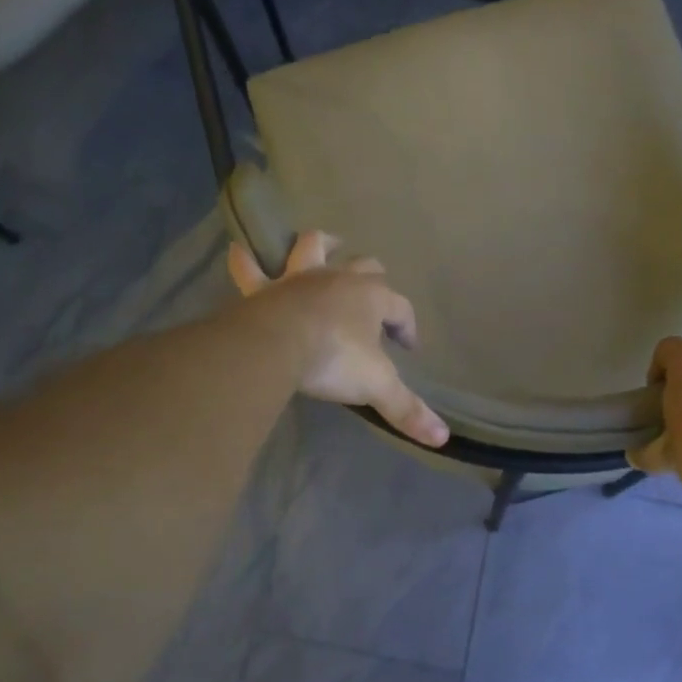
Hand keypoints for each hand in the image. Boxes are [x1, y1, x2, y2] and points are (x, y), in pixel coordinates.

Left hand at [228, 231, 449, 447]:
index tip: (408, 347)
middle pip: (365, 267)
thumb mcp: (376, 386)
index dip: (408, 326)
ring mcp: (298, 278)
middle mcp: (338, 279)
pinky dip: (246, 260)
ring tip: (327, 244)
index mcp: (371, 298)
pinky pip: (250, 268)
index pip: (401, 308)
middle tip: (374, 300)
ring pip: (314, 248)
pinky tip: (239, 250)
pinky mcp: (263, 288)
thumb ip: (406, 409)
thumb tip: (442, 437)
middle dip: (374, 278)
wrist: (277, 344)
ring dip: (322, 245)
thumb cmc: (334, 358)